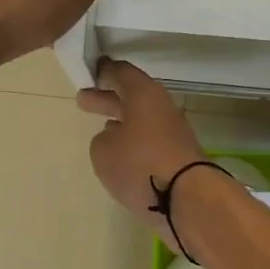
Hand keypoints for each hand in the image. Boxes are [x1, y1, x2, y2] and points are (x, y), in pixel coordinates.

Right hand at [78, 60, 208, 248]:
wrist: (186, 198)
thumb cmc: (140, 164)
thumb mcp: (103, 150)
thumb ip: (102, 139)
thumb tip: (114, 139)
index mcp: (143, 94)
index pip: (121, 72)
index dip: (104, 71)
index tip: (90, 70)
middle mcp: (161, 108)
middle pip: (131, 96)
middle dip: (107, 98)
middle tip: (83, 99)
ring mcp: (172, 133)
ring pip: (141, 120)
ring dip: (121, 122)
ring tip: (101, 127)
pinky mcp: (177, 157)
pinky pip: (150, 141)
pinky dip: (134, 142)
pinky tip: (121, 152)